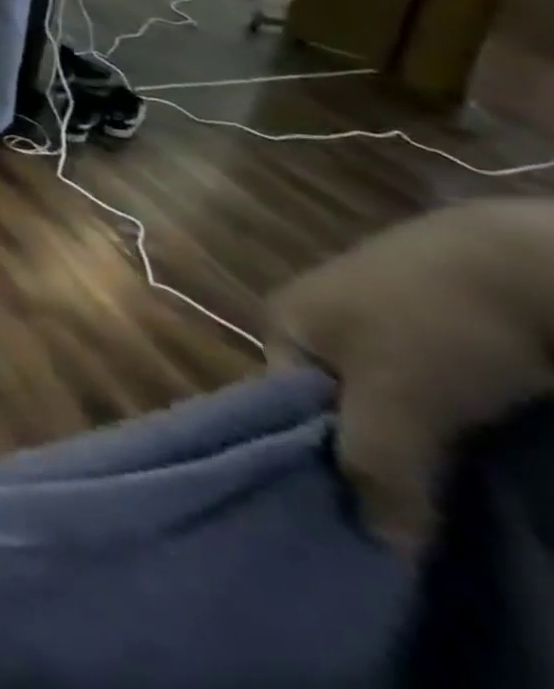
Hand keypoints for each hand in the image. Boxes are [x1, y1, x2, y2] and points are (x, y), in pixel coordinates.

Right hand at [268, 201, 553, 555]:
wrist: (522, 259)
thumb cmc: (431, 322)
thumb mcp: (396, 399)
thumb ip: (375, 466)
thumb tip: (381, 545)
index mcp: (282, 320)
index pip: (284, 408)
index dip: (323, 460)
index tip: (372, 512)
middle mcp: (318, 317)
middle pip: (338, 407)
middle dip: (378, 456)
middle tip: (423, 507)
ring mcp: (378, 316)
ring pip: (392, 402)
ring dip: (425, 445)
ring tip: (462, 483)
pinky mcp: (435, 324)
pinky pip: (434, 390)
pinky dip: (458, 424)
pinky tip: (486, 443)